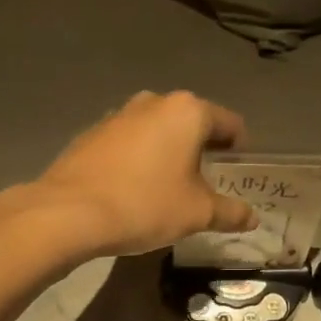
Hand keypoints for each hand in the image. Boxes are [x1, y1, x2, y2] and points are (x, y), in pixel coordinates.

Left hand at [4, 90, 257, 258]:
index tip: (237, 173)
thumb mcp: (197, 214)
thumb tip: (252, 218)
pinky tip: (134, 188)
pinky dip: (139, 158)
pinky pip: (129, 142)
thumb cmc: (145, 205)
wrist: (68, 213)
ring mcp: (118, 115)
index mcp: (187, 112)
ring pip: (158, 130)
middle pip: (192, 122)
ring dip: (169, 151)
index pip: (230, 123)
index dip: (239, 148)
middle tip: (207, 182)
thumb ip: (231, 212)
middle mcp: (154, 102)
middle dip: (203, 148)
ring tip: (169, 186)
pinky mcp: (92, 133)